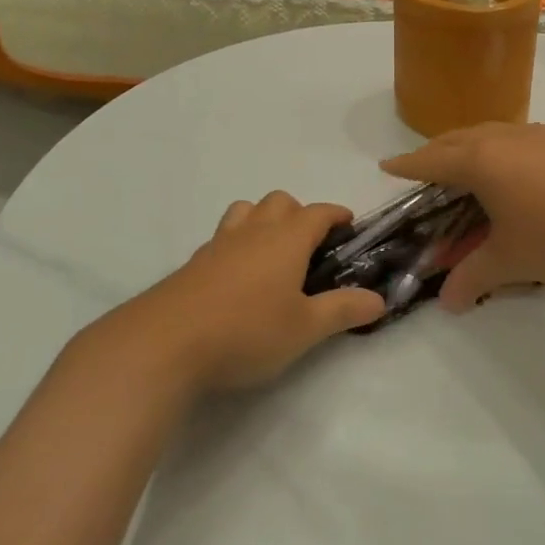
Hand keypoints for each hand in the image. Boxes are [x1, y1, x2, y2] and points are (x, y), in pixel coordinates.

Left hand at [132, 191, 385, 391]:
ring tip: (271, 253)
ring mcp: (219, 244)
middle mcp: (254, 231)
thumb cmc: (246, 330)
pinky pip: (223, 237)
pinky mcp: (194, 264)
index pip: (318, 212)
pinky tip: (237, 278)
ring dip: (263, 220)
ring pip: (245, 211)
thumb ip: (343, 310)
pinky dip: (237, 244)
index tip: (349, 225)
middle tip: (310, 247)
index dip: (336, 214)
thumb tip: (379, 300)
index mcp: (287, 239)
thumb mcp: (305, 328)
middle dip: (299, 214)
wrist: (164, 343)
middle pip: (280, 202)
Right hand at [380, 123, 544, 310]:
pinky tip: (510, 165)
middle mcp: (501, 139)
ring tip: (462, 163)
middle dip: (434, 153)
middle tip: (422, 168)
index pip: (431, 161)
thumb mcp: (510, 260)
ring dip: (466, 146)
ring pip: (486, 133)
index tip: (387, 165)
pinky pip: (512, 137)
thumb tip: (447, 302)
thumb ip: (473, 277)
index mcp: (479, 161)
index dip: (407, 165)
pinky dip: (496, 148)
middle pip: (456, 139)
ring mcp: (534, 136)